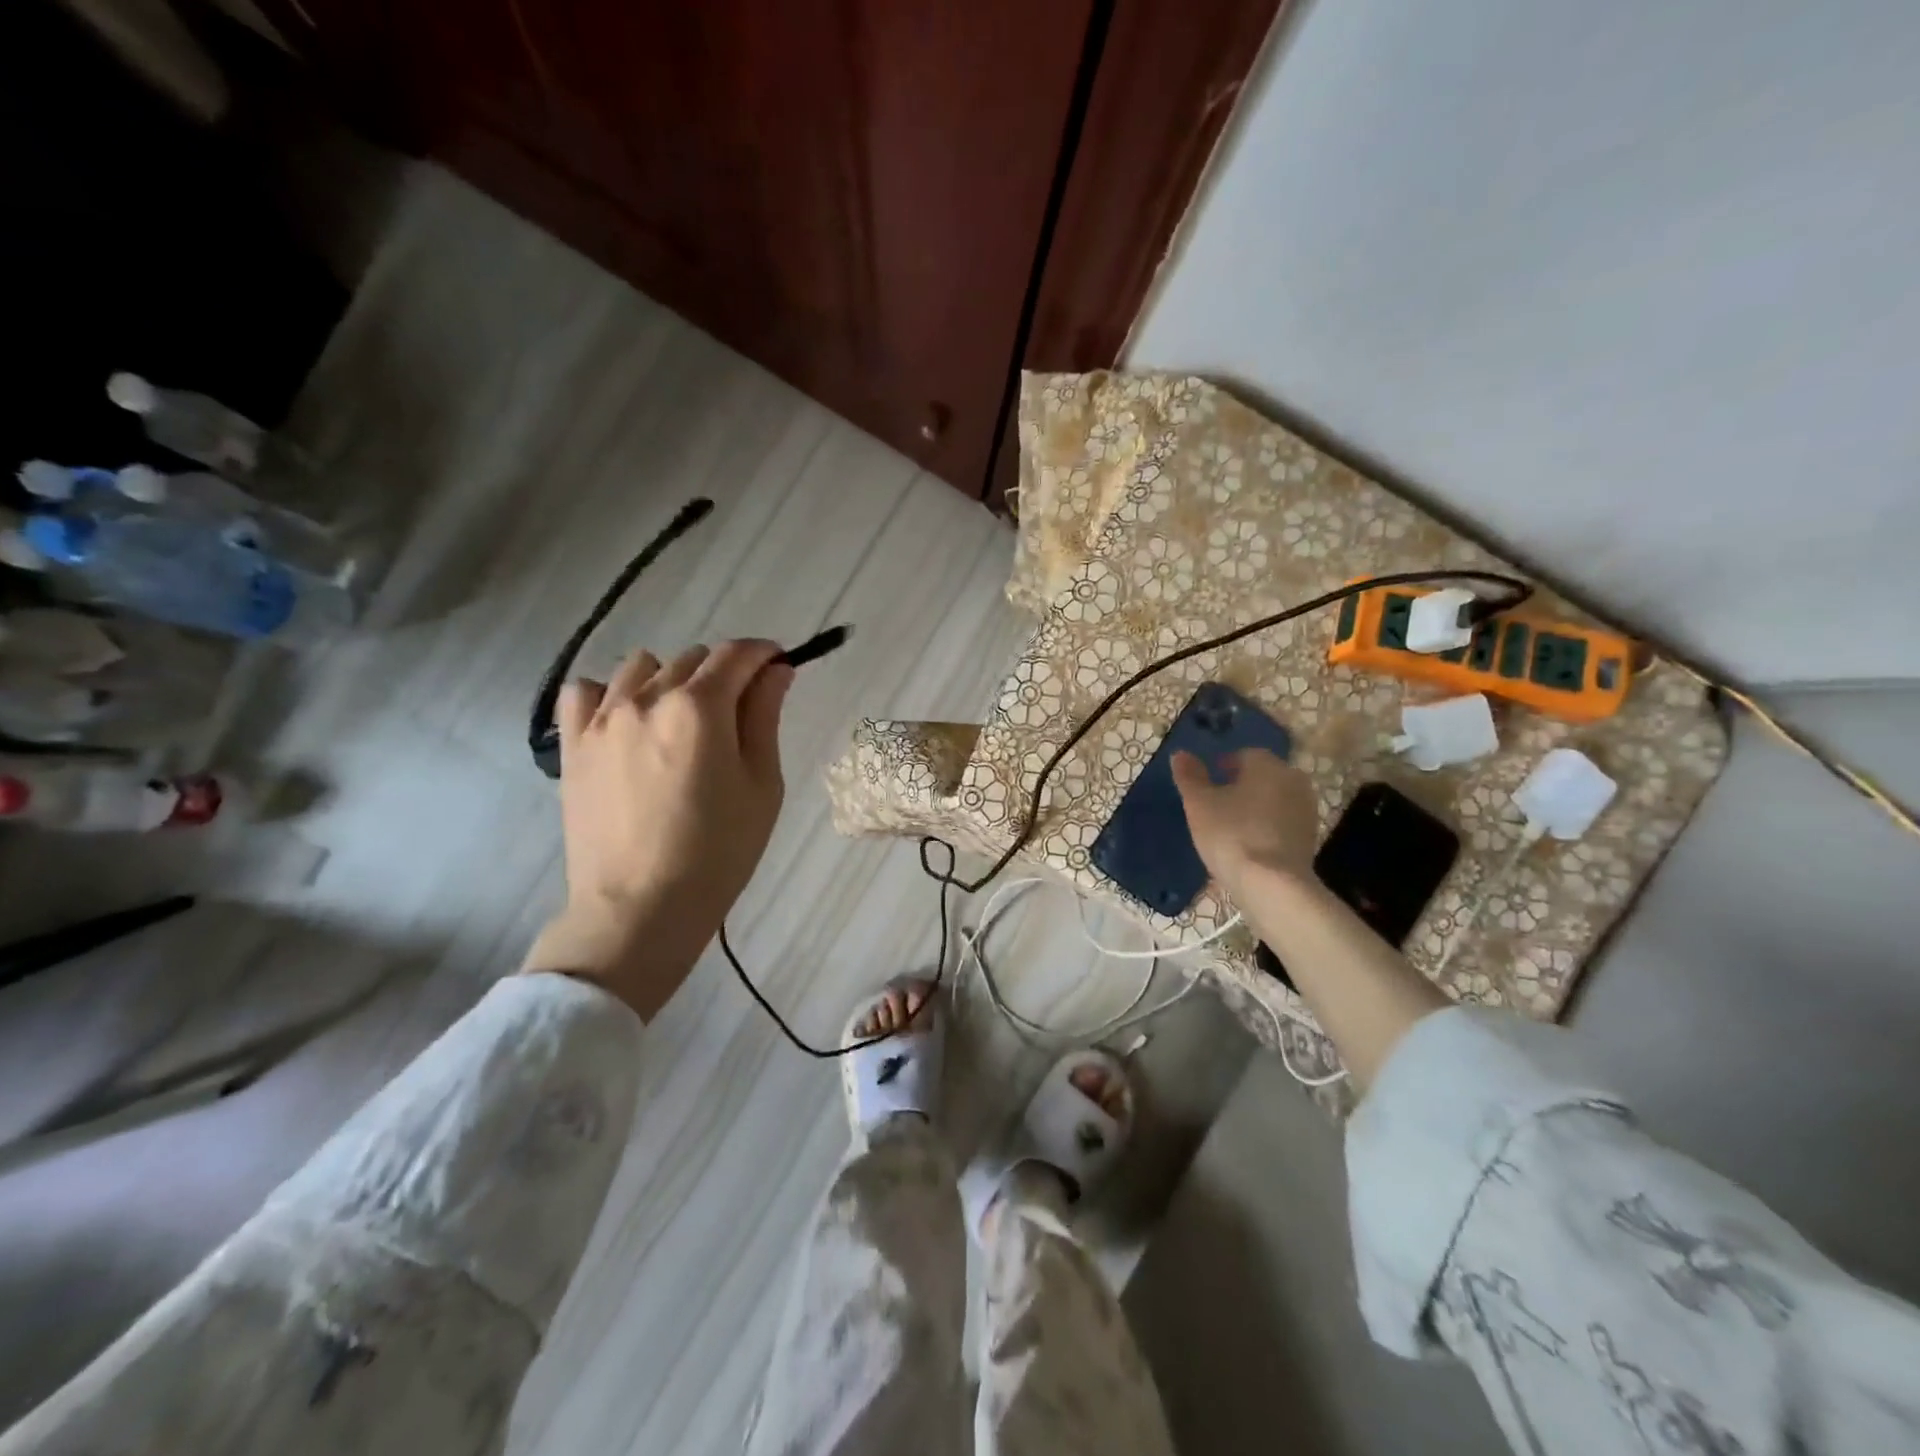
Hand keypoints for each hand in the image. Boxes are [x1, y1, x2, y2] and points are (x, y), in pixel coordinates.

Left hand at [523, 639, 793, 1018]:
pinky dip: (610, 694)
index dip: (764, 654)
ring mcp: (602, 719)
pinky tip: (627, 724)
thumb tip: (776, 670)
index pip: (737, 655)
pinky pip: (584, 691)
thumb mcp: (761, 785)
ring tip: (680, 722)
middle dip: (723, 674)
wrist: (640, 907)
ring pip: (641, 667)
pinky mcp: (572, 745)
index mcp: (700, 707)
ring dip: (670, 679)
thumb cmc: (718, 851)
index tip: (778, 667)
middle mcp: (647, 698)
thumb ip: (765, 717)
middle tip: (737, 715)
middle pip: (693, 658)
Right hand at [1171, 747, 1318, 891]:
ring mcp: (1306, 809)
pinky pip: (1283, 823)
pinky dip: (1267, 827)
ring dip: (1255, 807)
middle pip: (1262, 776)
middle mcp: (1293, 779)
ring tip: (1231, 827)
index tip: (1207, 786)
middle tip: (1217, 806)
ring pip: (1274, 800)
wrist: (1273, 885)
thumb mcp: (1198, 804)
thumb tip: (1180, 754)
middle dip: (1242, 786)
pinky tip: (1249, 845)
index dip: (1223, 767)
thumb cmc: (1231, 834)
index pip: (1243, 755)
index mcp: (1267, 764)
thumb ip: (1189, 776)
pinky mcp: (1311, 838)